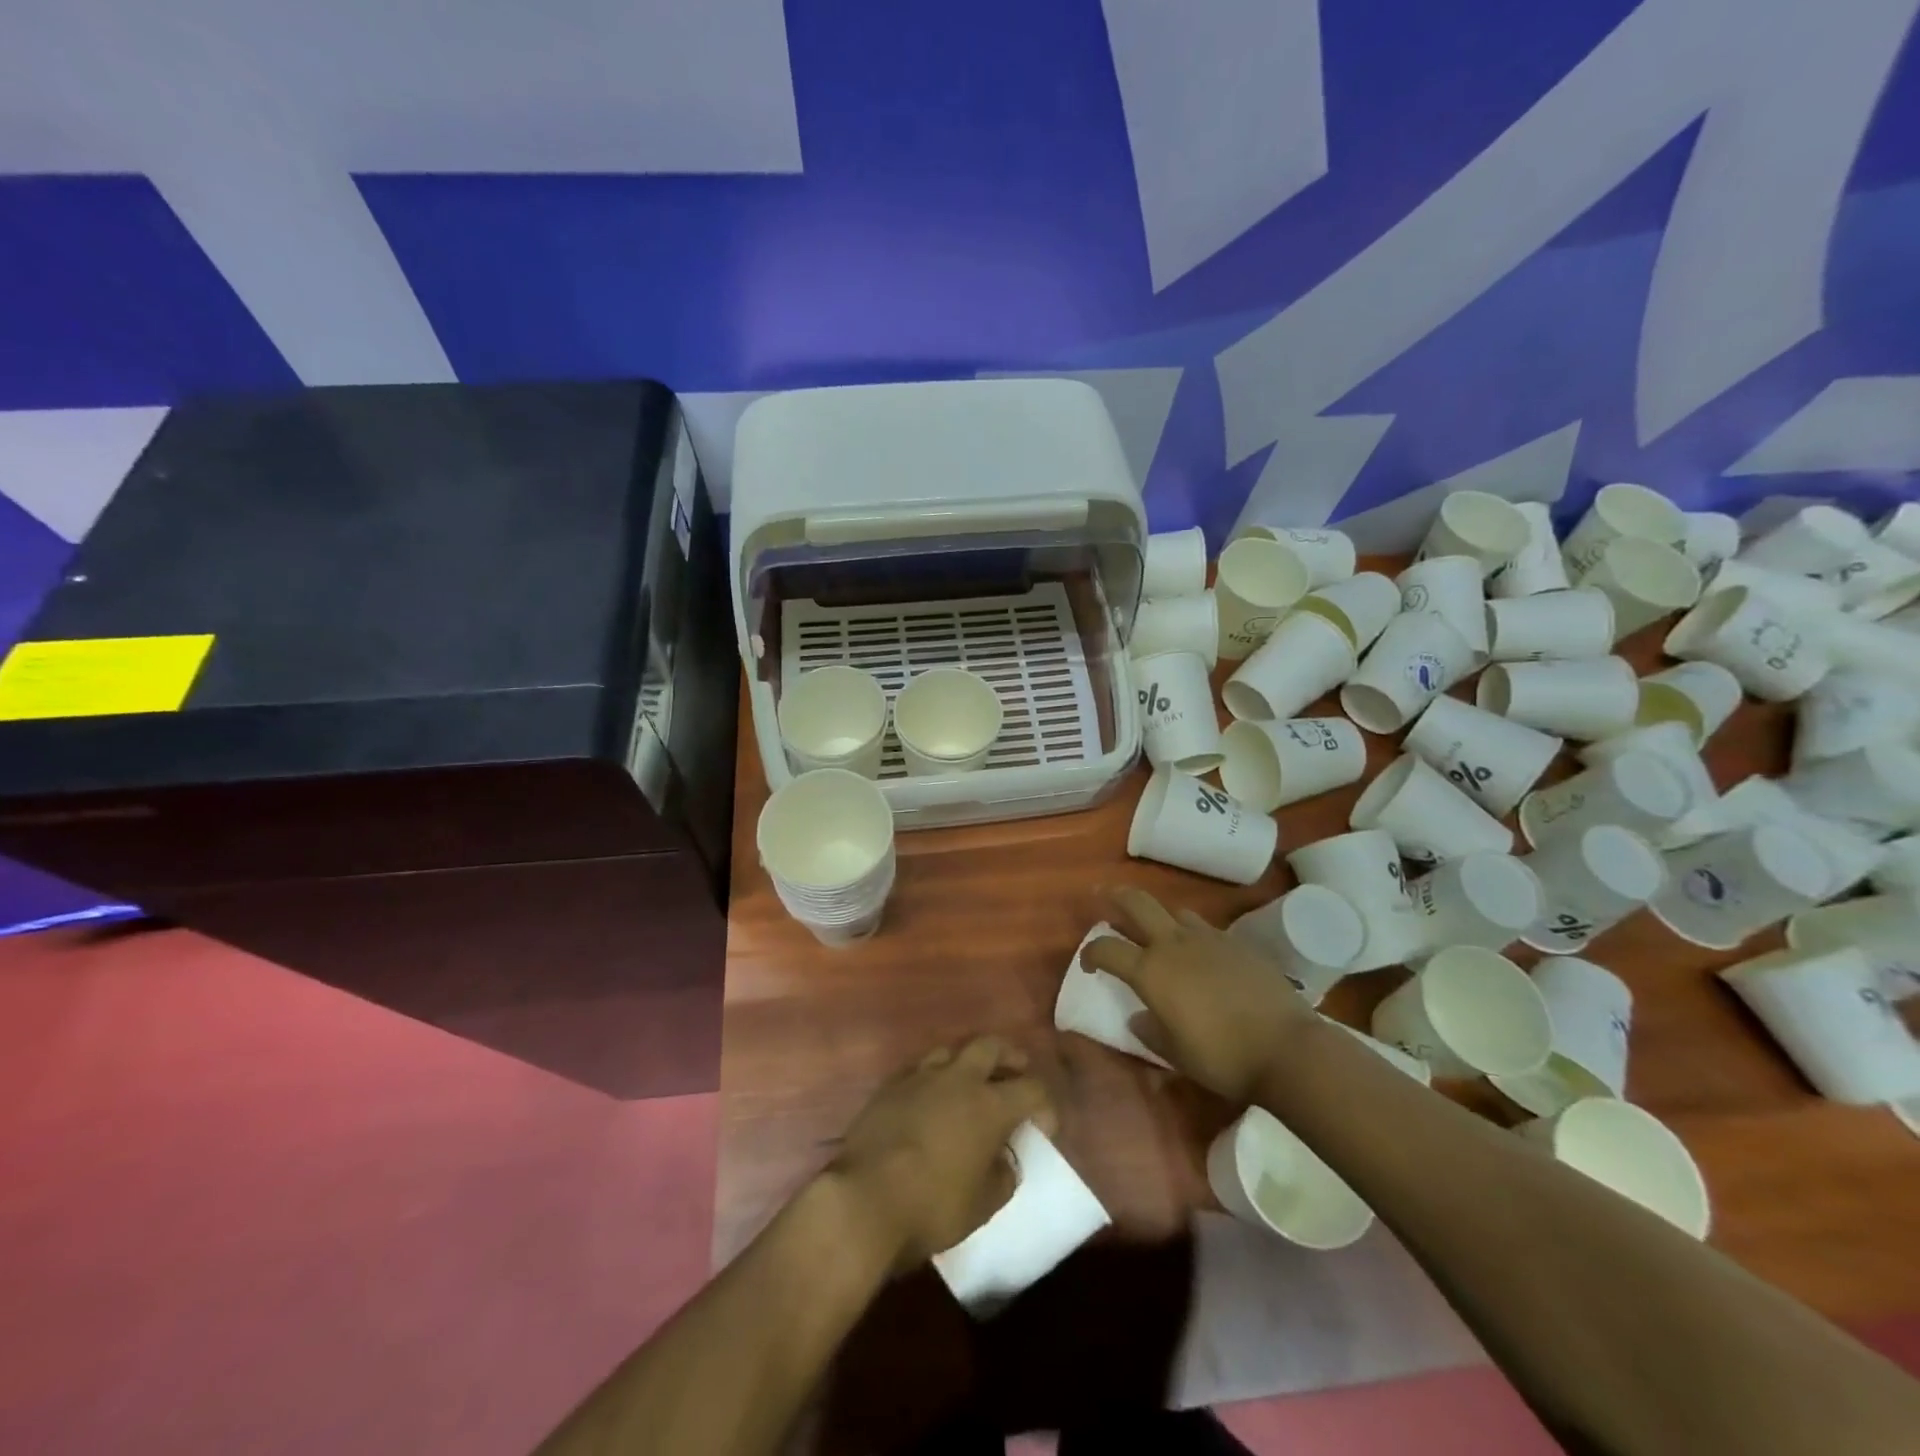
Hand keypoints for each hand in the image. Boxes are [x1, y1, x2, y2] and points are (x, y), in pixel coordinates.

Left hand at [826, 1036, 1055, 1269]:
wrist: (865, 1199)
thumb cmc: (932, 1206)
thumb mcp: (982, 1205)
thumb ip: (1002, 1176)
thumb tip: (1005, 1160)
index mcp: (990, 1105)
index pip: (1033, 1088)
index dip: (1045, 1104)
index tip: (1043, 1126)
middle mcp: (959, 1079)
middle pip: (991, 1046)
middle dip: (1009, 1057)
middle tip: (1015, 1072)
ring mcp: (921, 1076)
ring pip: (953, 1049)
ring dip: (968, 1060)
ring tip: (971, 1081)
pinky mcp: (891, 1085)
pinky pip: (920, 1067)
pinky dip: (934, 1075)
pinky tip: (932, 1095)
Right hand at [1082, 886, 1314, 1103]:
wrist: (1286, 1048)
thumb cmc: (1222, 1057)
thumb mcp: (1175, 1054)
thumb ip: (1150, 1031)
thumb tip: (1138, 1018)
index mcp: (1150, 971)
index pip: (1106, 948)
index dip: (1090, 952)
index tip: (1088, 963)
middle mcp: (1174, 944)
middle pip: (1136, 903)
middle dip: (1116, 897)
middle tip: (1105, 896)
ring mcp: (1208, 939)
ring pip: (1175, 912)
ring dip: (1160, 917)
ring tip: (1160, 934)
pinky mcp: (1238, 943)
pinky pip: (1206, 929)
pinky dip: (1194, 936)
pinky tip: (1203, 957)